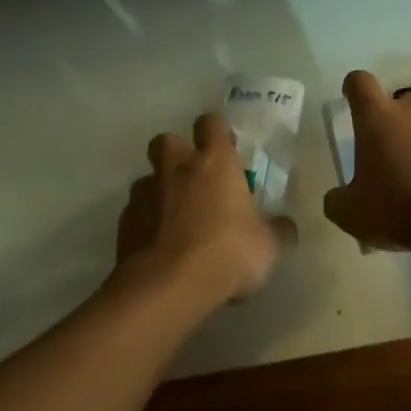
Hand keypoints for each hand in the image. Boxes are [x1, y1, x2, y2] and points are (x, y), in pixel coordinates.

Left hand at [115, 113, 294, 305]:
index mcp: (214, 162)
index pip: (211, 123)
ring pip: (147, 179)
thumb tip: (286, 226)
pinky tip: (158, 248)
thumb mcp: (268, 246)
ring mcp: (145, 193)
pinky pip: (135, 213)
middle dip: (176, 152)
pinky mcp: (124, 223)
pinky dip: (145, 224)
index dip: (216, 131)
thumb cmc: (227, 253)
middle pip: (166, 141)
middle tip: (192, 177)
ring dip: (159, 191)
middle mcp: (176, 168)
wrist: (168, 286)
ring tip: (174, 220)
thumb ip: (278, 231)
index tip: (225, 147)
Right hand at [323, 70, 410, 254]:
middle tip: (386, 156)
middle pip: (397, 103)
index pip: (360, 82)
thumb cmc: (397, 207)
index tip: (351, 99)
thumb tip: (336, 198)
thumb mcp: (351, 213)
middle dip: (391, 124)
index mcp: (377, 116)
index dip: (353, 88)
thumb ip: (337, 200)